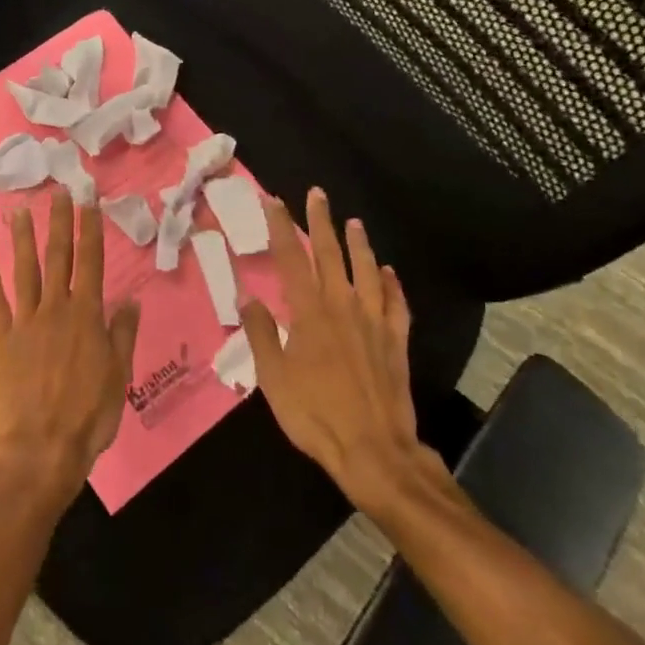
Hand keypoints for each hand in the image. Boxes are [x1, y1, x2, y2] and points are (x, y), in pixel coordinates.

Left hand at [0, 189, 141, 510]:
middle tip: (58, 193)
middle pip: (58, 258)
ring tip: (18, 212)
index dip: (90, 231)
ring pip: (25, 272)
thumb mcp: (118, 375)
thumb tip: (131, 300)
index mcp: (86, 316)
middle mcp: (55, 310)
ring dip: (22, 240)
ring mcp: (25, 323)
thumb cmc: (88, 415)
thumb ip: (123, 334)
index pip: (91, 263)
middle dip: (59, 224)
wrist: (42, 448)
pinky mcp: (1, 341)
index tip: (88, 203)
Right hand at [242, 187, 440, 519]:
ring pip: (368, 271)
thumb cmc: (315, 414)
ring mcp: (374, 322)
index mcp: (310, 313)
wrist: (374, 451)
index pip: (292, 259)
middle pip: (331, 255)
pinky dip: (393, 284)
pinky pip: (397, 304)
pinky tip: (391, 272)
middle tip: (318, 193)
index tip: (275, 201)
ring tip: (355, 222)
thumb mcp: (273, 378)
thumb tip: (247, 296)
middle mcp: (343, 307)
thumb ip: (261, 333)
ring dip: (359, 244)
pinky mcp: (396, 342)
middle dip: (321, 221)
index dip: (282, 228)